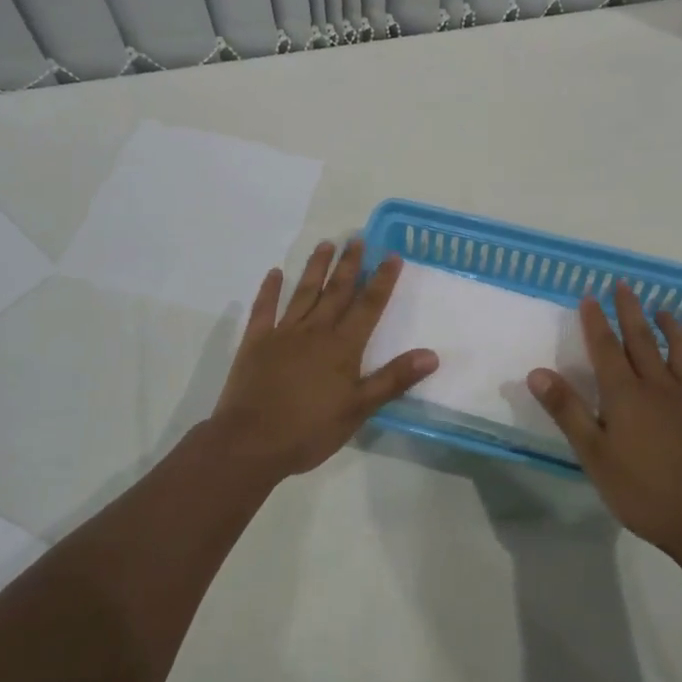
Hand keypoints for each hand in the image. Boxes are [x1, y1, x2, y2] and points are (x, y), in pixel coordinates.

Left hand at [208, 239, 437, 481]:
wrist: (250, 443)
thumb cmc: (309, 430)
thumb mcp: (358, 409)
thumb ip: (393, 379)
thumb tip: (432, 355)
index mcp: (342, 347)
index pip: (369, 306)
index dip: (382, 280)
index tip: (392, 255)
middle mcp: (315, 331)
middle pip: (337, 291)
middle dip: (350, 264)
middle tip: (358, 238)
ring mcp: (282, 333)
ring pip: (304, 292)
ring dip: (316, 267)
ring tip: (326, 243)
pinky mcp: (256, 342)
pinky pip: (264, 309)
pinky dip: (269, 290)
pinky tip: (274, 273)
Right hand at [529, 281, 681, 556]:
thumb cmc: (641, 490)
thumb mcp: (594, 455)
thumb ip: (567, 410)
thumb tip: (537, 372)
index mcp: (625, 394)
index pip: (606, 347)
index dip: (596, 320)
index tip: (589, 296)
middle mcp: (658, 385)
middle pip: (642, 338)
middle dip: (629, 310)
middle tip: (623, 285)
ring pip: (680, 349)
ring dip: (670, 325)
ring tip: (662, 310)